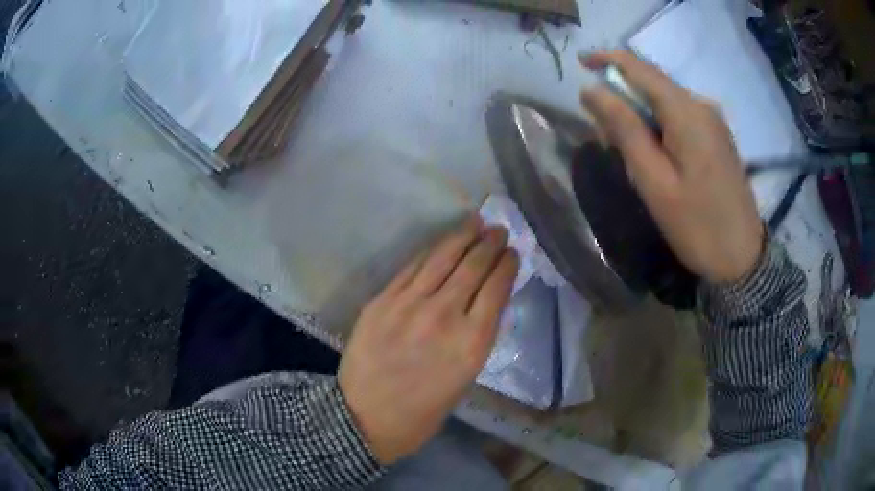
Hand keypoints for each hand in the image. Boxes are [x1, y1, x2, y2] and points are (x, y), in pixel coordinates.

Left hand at [338, 218, 518, 464]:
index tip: (513, 253)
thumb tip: (485, 302)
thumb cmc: (421, 411)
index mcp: (471, 343)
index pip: (496, 289)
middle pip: (472, 267)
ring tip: (475, 222)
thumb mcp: (464, 378)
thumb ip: (475, 337)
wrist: (364, 418)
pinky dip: (430, 251)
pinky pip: (411, 267)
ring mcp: (409, 304)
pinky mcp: (382, 301)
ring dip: (462, 236)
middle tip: (498, 230)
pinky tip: (440, 243)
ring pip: (442, 259)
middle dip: (489, 244)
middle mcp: (444, 315)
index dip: (507, 266)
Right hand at [580, 51, 764, 283]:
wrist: (742, 260)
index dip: (608, 59)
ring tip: (631, 157)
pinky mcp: (718, 137)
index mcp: (687, 112)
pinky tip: (657, 158)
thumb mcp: (654, 181)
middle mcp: (702, 106)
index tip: (581, 63)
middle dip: (624, 100)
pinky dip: (660, 128)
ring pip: (666, 103)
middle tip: (607, 139)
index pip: (640, 68)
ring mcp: (713, 122)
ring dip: (641, 118)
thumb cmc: (697, 225)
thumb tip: (592, 90)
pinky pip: (681, 118)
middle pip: (653, 86)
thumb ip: (624, 129)